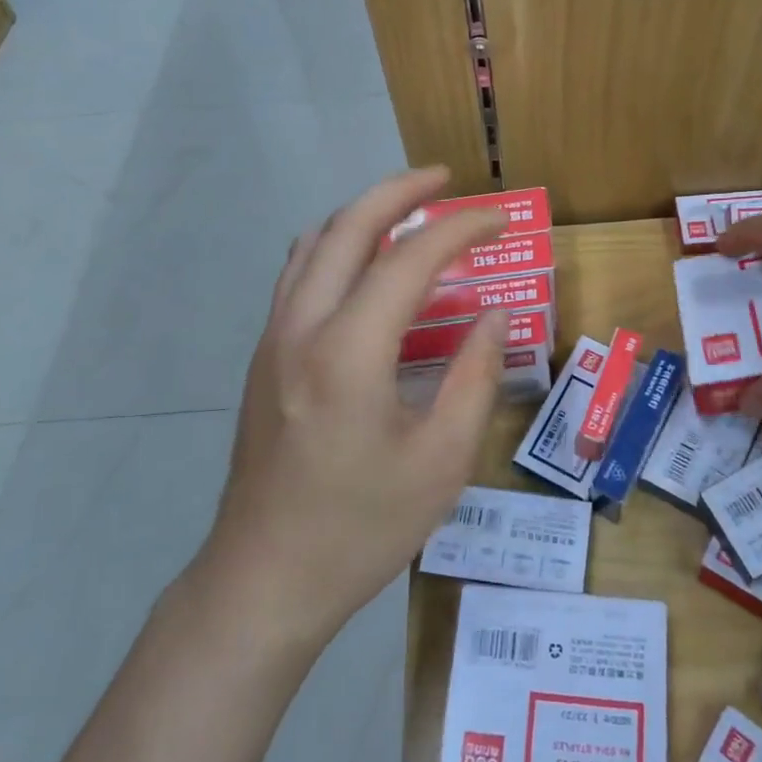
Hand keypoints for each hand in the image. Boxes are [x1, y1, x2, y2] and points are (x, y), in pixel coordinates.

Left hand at [194, 167, 509, 649]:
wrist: (264, 581)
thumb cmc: (362, 528)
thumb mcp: (442, 461)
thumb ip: (476, 377)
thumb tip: (496, 315)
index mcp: (349, 352)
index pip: (409, 259)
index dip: (460, 229)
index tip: (498, 220)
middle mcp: (302, 328)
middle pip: (347, 227)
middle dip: (399, 191)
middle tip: (444, 179)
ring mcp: (273, 339)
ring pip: (313, 244)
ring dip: (362, 213)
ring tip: (408, 210)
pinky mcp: (263, 357)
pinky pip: (298, 274)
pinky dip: (335, 245)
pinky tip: (364, 265)